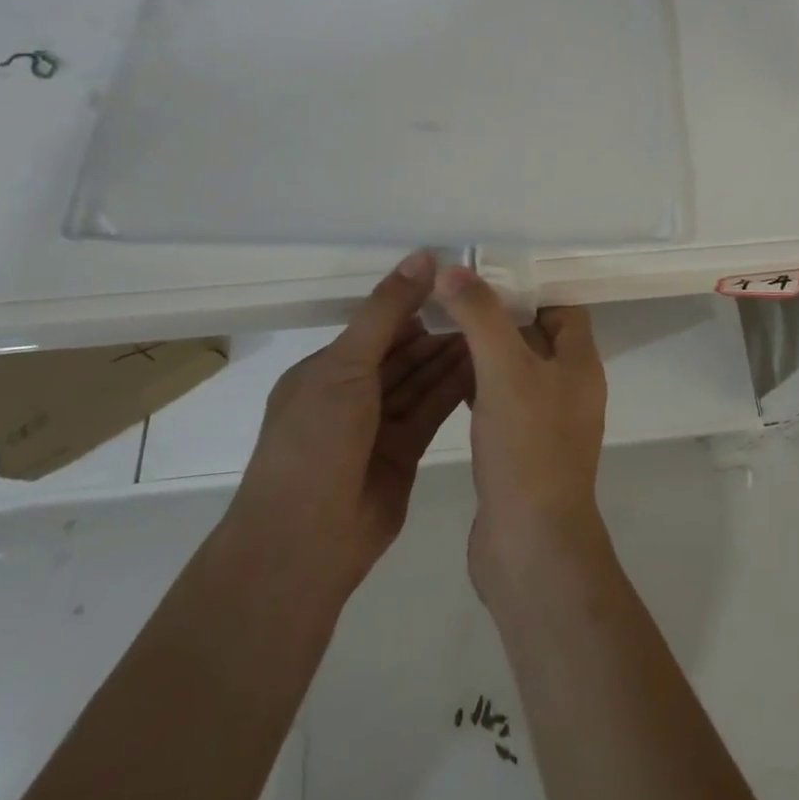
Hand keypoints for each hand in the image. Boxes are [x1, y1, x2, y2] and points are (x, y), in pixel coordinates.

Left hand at [226, 251, 471, 606]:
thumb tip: (422, 256)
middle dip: (438, 330)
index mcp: (325, 370)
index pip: (376, 326)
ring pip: (420, 380)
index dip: (413, 303)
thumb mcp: (346, 365)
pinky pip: (431, 409)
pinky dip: (455, 388)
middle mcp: (351, 394)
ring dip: (451, 356)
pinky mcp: (403, 452)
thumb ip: (387, 311)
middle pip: (402, 353)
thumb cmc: (317, 442)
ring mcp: (377, 426)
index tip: (456, 282)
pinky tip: (485, 364)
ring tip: (493, 328)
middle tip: (485, 304)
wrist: (305, 544)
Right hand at [435, 268, 608, 601]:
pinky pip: (501, 404)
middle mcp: (569, 389)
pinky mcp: (521, 451)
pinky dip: (477, 387)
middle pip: (537, 337)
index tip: (486, 277)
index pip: (563, 308)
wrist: (530, 547)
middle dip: (499, 317)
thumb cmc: (527, 448)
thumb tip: (454, 269)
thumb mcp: (504, 371)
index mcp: (579, 365)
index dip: (529, 289)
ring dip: (485, 351)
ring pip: (516, 371)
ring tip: (441, 329)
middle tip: (454, 298)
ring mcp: (546, 423)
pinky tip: (443, 379)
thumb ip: (481, 317)